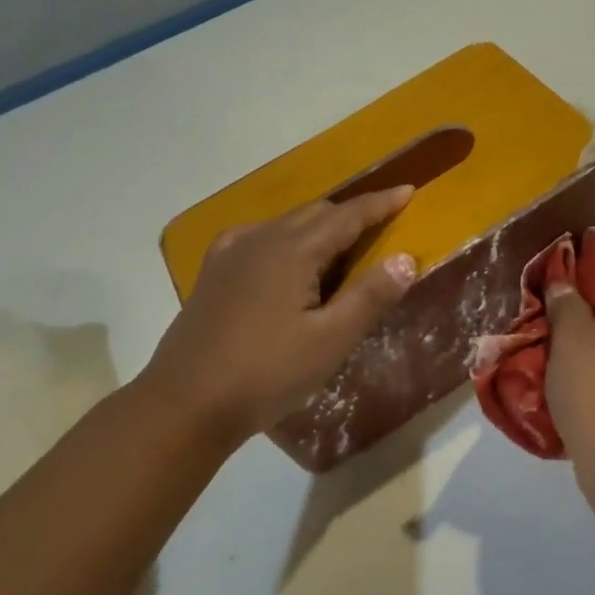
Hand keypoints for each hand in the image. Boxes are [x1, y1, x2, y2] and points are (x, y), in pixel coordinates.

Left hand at [136, 188, 417, 445]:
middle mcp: (260, 239)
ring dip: (320, 227)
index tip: (408, 190)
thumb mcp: (330, 341)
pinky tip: (288, 261)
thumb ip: (370, 296)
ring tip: (342, 248)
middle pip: (316, 213)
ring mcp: (231, 253)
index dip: (380, 204)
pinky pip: (260, 238)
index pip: (347, 216)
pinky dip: (288, 239)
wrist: (185, 404)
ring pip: (287, 224)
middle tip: (382, 225)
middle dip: (351, 214)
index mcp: (292, 250)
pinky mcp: (214, 273)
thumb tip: (406, 258)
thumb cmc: (267, 373)